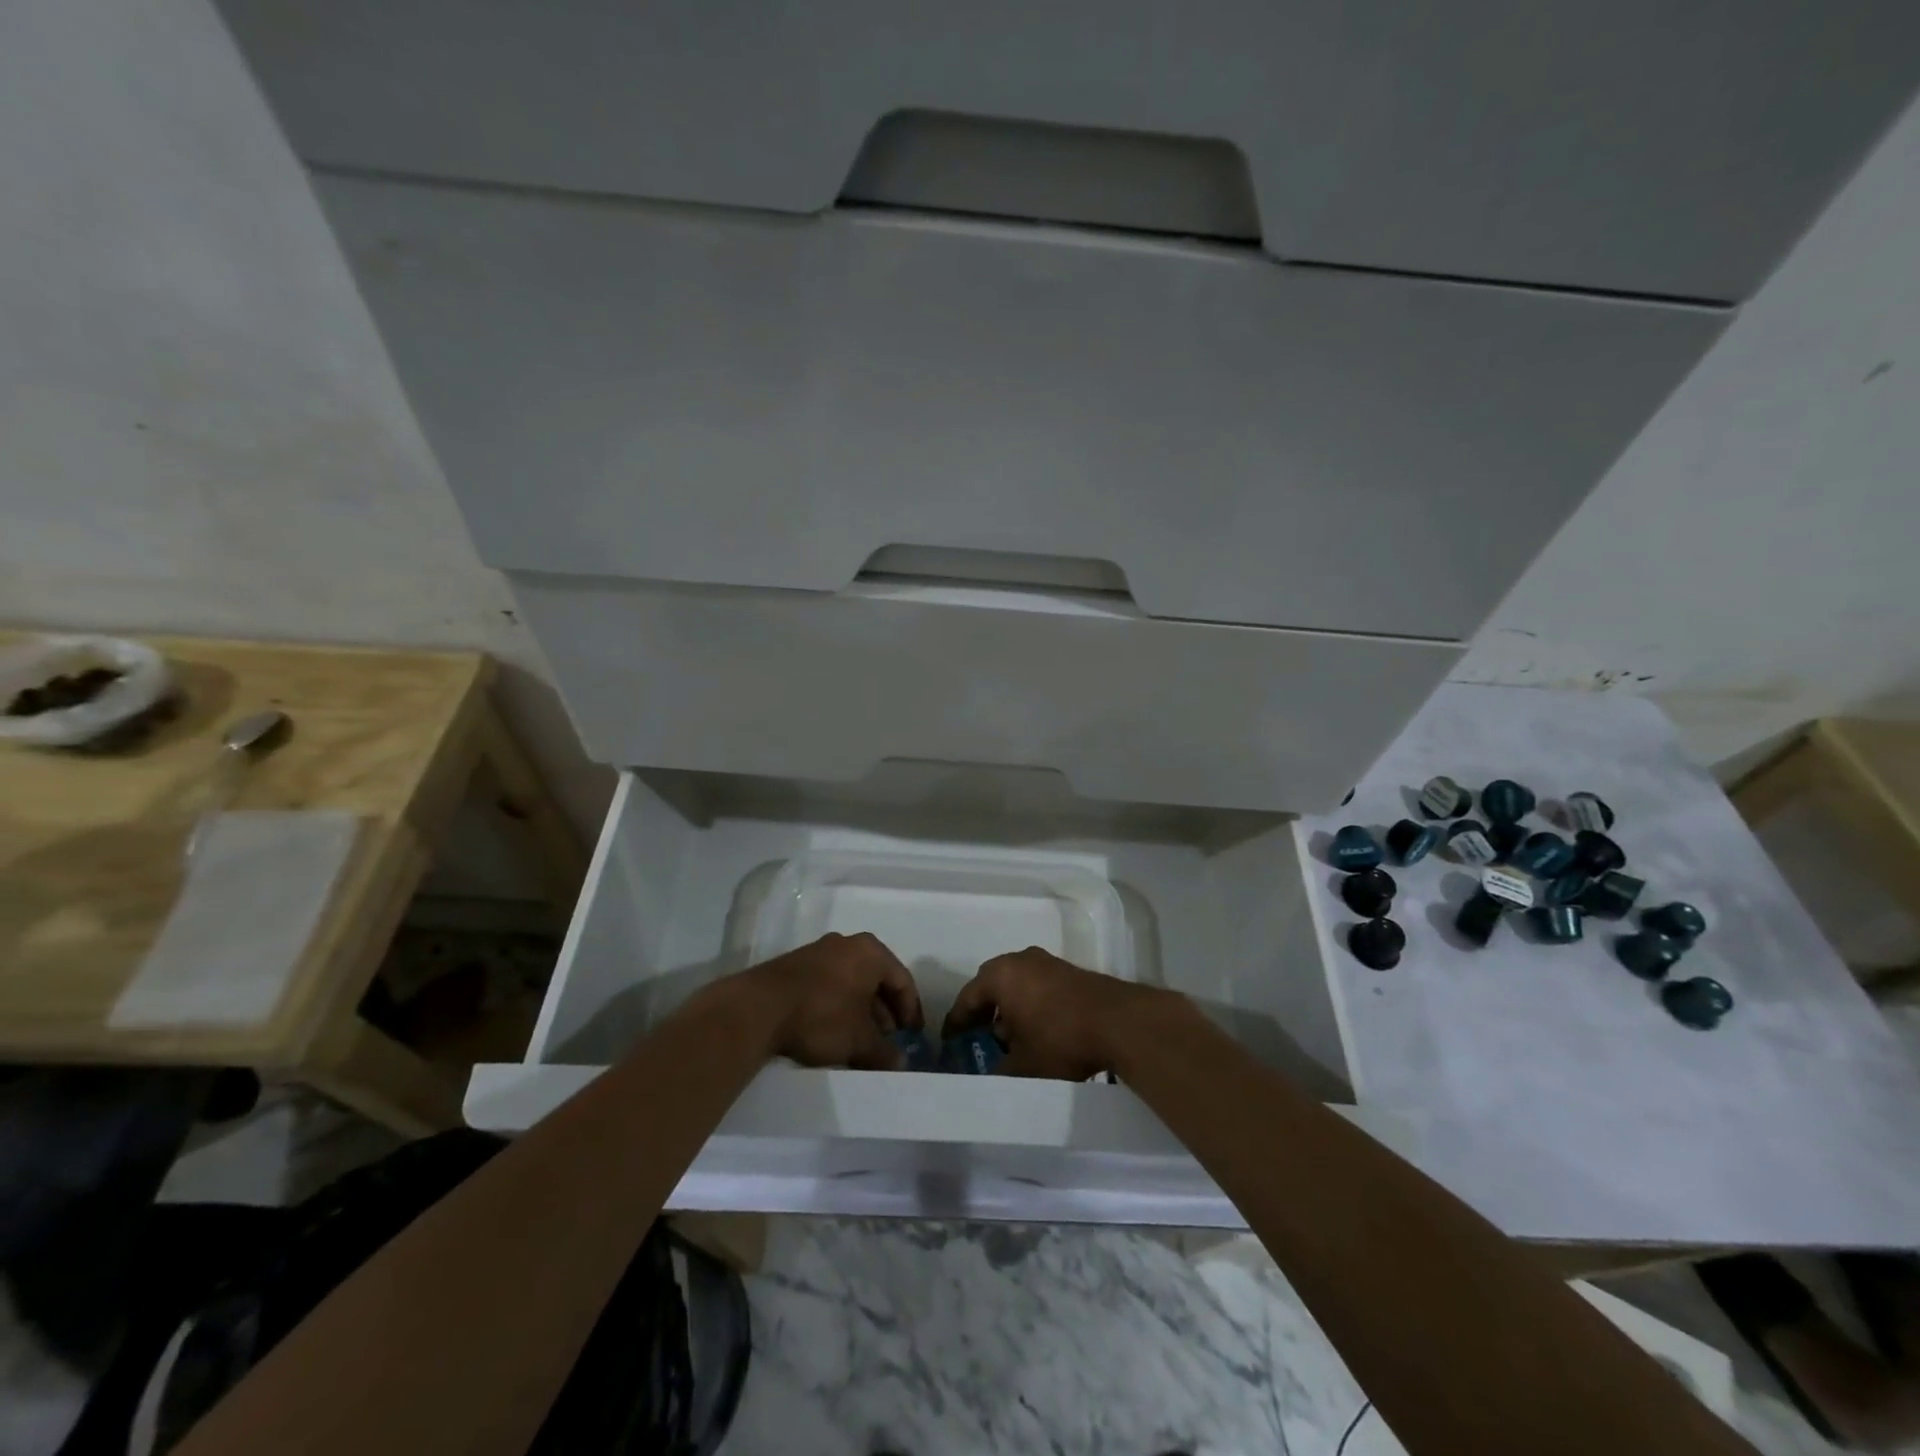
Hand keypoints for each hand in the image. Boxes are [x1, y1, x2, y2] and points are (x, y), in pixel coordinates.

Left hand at [742, 932, 923, 1069]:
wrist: (758, 1008)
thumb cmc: (821, 1016)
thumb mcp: (858, 1040)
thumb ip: (884, 1052)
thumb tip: (902, 1063)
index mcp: (871, 951)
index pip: (902, 980)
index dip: (911, 1011)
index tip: (911, 1036)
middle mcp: (847, 944)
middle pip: (877, 979)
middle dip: (884, 1012)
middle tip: (887, 1040)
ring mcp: (819, 951)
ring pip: (852, 982)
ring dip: (861, 1010)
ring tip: (860, 1040)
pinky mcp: (796, 965)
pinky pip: (830, 983)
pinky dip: (838, 1005)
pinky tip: (833, 1030)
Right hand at [943, 946, 1165, 1079]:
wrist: (1117, 1022)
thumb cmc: (1060, 1039)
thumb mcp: (1023, 1066)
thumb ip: (999, 1071)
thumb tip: (987, 1078)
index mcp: (999, 975)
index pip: (966, 999)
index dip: (956, 1025)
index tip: (950, 1045)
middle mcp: (1019, 960)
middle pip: (990, 987)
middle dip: (982, 1015)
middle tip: (977, 1041)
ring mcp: (1046, 962)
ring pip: (1015, 986)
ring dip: (1008, 1010)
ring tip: (1009, 1041)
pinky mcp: (1067, 971)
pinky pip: (1036, 986)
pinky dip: (1029, 1005)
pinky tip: (1036, 1031)